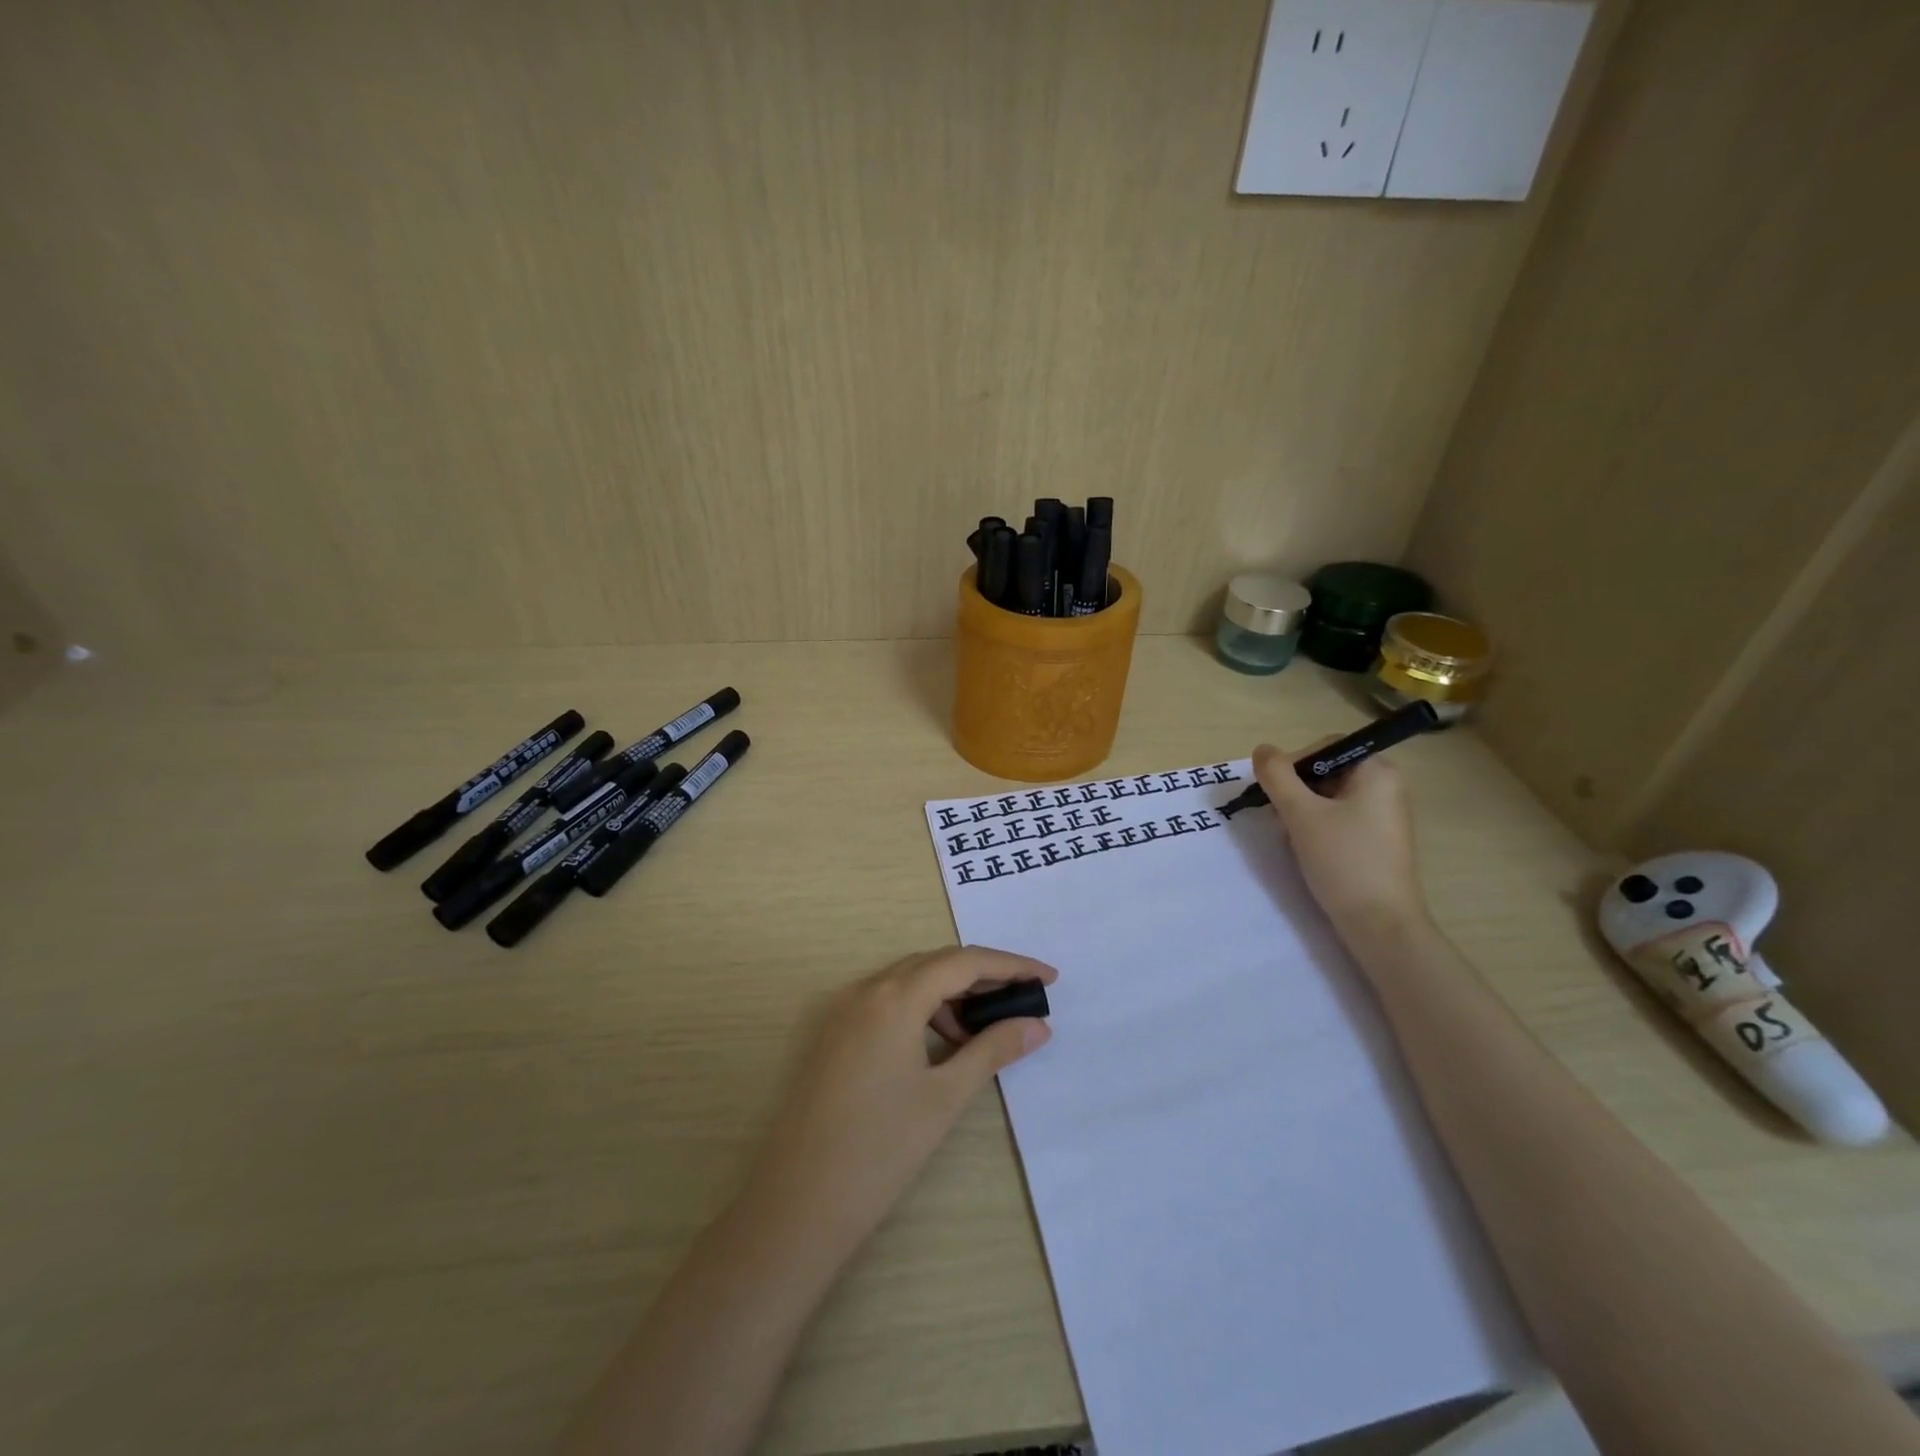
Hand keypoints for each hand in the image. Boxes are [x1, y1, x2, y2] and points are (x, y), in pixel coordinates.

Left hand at [738, 947, 1055, 1268]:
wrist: (799, 1203)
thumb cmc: (881, 1149)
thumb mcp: (945, 1097)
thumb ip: (992, 1050)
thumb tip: (1037, 1026)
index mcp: (894, 997)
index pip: (964, 962)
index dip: (1011, 965)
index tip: (1049, 978)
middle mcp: (866, 989)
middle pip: (936, 963)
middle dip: (983, 976)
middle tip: (1023, 999)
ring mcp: (845, 1009)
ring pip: (910, 981)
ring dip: (952, 994)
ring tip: (983, 1031)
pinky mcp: (835, 1033)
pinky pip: (888, 1001)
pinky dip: (923, 1010)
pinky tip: (942, 1043)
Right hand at [1253, 740, 1428, 937]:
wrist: (1380, 924)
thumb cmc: (1343, 860)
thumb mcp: (1301, 813)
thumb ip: (1277, 776)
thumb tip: (1262, 750)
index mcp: (1377, 772)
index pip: (1326, 747)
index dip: (1294, 763)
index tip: (1274, 791)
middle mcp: (1386, 788)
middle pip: (1326, 772)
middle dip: (1295, 790)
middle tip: (1277, 815)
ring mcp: (1383, 816)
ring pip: (1328, 798)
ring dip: (1301, 810)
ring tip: (1289, 835)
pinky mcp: (1376, 842)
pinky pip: (1338, 819)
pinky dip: (1316, 827)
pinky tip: (1305, 849)